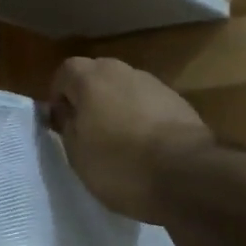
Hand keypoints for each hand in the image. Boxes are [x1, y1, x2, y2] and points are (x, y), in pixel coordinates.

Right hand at [47, 56, 212, 223]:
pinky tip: (145, 147)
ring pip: (125, 89)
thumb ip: (67, 125)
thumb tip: (67, 112)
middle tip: (86, 131)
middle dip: (89, 98)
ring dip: (117, 107)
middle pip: (97, 76)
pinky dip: (142, 118)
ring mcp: (155, 84)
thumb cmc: (118, 163)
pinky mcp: (180, 103)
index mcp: (91, 78)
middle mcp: (123, 71)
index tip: (60, 123)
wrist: (186, 174)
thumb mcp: (76, 152)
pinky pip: (148, 105)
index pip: (65, 71)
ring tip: (118, 142)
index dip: (59, 96)